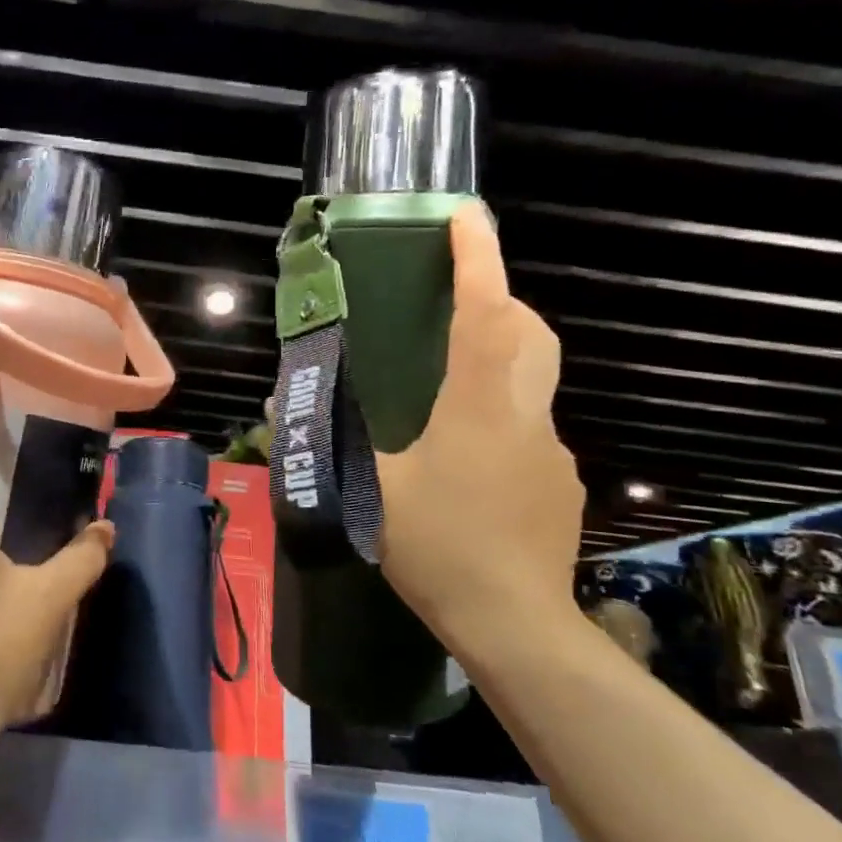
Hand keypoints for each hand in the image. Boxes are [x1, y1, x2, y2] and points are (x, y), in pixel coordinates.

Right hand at [375, 201, 584, 658]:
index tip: (467, 215)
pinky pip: (526, 429)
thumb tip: (282, 404)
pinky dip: (497, 420)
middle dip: (500, 298)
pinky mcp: (559, 482)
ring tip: (441, 395)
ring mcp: (551, 449)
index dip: (478, 258)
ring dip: (495, 363)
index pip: (486, 313)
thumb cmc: (439, 548)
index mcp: (477, 406)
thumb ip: (330, 441)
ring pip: (529, 382)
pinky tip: (463, 465)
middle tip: (455, 300)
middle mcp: (525, 415)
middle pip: (528, 333)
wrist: (517, 626)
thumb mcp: (370, 490)